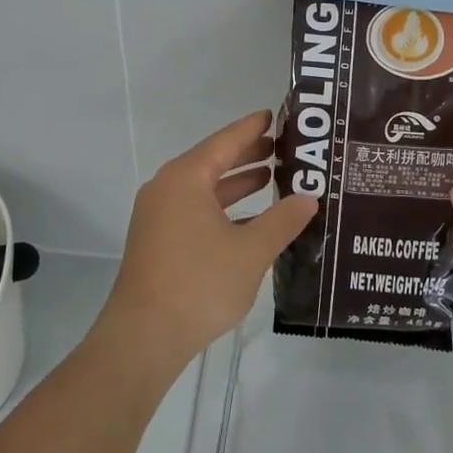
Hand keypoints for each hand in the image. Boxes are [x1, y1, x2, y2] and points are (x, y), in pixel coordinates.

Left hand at [95, 111, 316, 375]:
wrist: (144, 337)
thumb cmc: (199, 283)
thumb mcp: (251, 251)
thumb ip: (282, 220)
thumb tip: (308, 198)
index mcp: (186, 178)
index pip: (224, 141)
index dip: (251, 128)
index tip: (274, 115)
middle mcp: (167, 189)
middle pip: (212, 161)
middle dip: (247, 154)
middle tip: (282, 147)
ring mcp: (158, 216)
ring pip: (203, 188)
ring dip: (236, 183)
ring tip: (271, 177)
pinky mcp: (157, 241)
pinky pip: (195, 210)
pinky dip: (222, 208)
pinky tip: (249, 220)